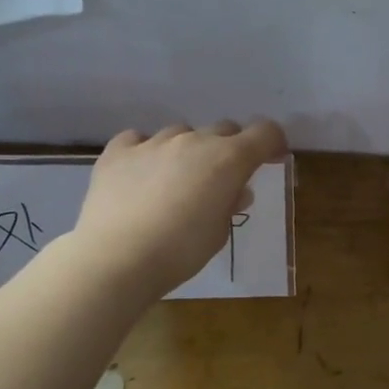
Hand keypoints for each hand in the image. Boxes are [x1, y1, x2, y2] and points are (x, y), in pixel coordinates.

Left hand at [68, 120, 286, 298]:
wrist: (115, 258)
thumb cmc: (180, 251)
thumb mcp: (219, 233)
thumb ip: (230, 204)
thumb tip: (236, 190)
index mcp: (228, 159)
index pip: (265, 133)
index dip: (273, 143)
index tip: (272, 159)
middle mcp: (194, 141)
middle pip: (224, 129)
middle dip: (230, 148)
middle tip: (223, 178)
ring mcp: (154, 142)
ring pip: (182, 133)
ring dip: (188, 151)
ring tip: (176, 181)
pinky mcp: (118, 151)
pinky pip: (139, 140)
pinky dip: (146, 152)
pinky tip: (141, 174)